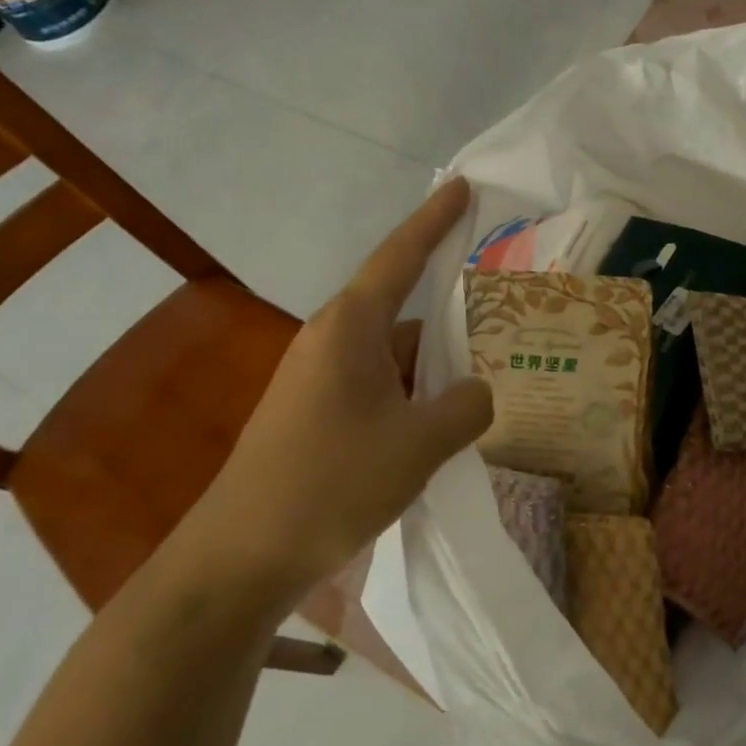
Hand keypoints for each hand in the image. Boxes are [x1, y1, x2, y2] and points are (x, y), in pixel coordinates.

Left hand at [183, 178, 493, 602]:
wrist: (238, 559)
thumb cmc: (329, 484)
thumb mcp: (419, 444)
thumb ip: (466, 408)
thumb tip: (479, 392)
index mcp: (351, 329)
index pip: (400, 256)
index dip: (435, 220)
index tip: (463, 187)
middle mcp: (332, 343)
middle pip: (405, 312)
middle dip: (453, 317)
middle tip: (507, 321)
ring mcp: (321, 381)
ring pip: (396, 358)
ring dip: (437, 369)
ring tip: (489, 384)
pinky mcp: (318, 416)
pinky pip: (381, 389)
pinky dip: (416, 398)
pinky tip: (444, 427)